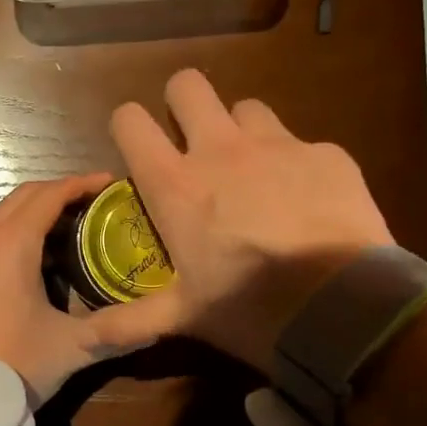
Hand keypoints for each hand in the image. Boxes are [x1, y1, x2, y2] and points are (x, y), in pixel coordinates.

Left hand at [0, 174, 179, 407]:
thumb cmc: (12, 363)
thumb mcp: (71, 347)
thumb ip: (117, 332)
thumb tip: (161, 324)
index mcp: (12, 243)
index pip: (51, 194)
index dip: (83, 184)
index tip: (112, 183)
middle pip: (25, 195)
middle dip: (61, 192)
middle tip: (97, 204)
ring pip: (4, 213)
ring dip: (36, 210)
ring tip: (72, 226)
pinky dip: (16, 228)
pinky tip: (38, 256)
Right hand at [109, 69, 392, 373]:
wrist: (343, 309)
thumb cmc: (248, 309)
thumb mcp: (184, 316)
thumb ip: (130, 321)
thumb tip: (82, 341)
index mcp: (176, 184)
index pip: (129, 120)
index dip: (128, 127)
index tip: (137, 149)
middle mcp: (221, 150)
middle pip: (188, 84)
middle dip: (183, 103)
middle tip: (192, 141)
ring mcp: (278, 145)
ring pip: (247, 108)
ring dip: (241, 131)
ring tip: (253, 172)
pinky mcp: (327, 154)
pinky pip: (302, 143)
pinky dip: (296, 164)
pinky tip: (308, 202)